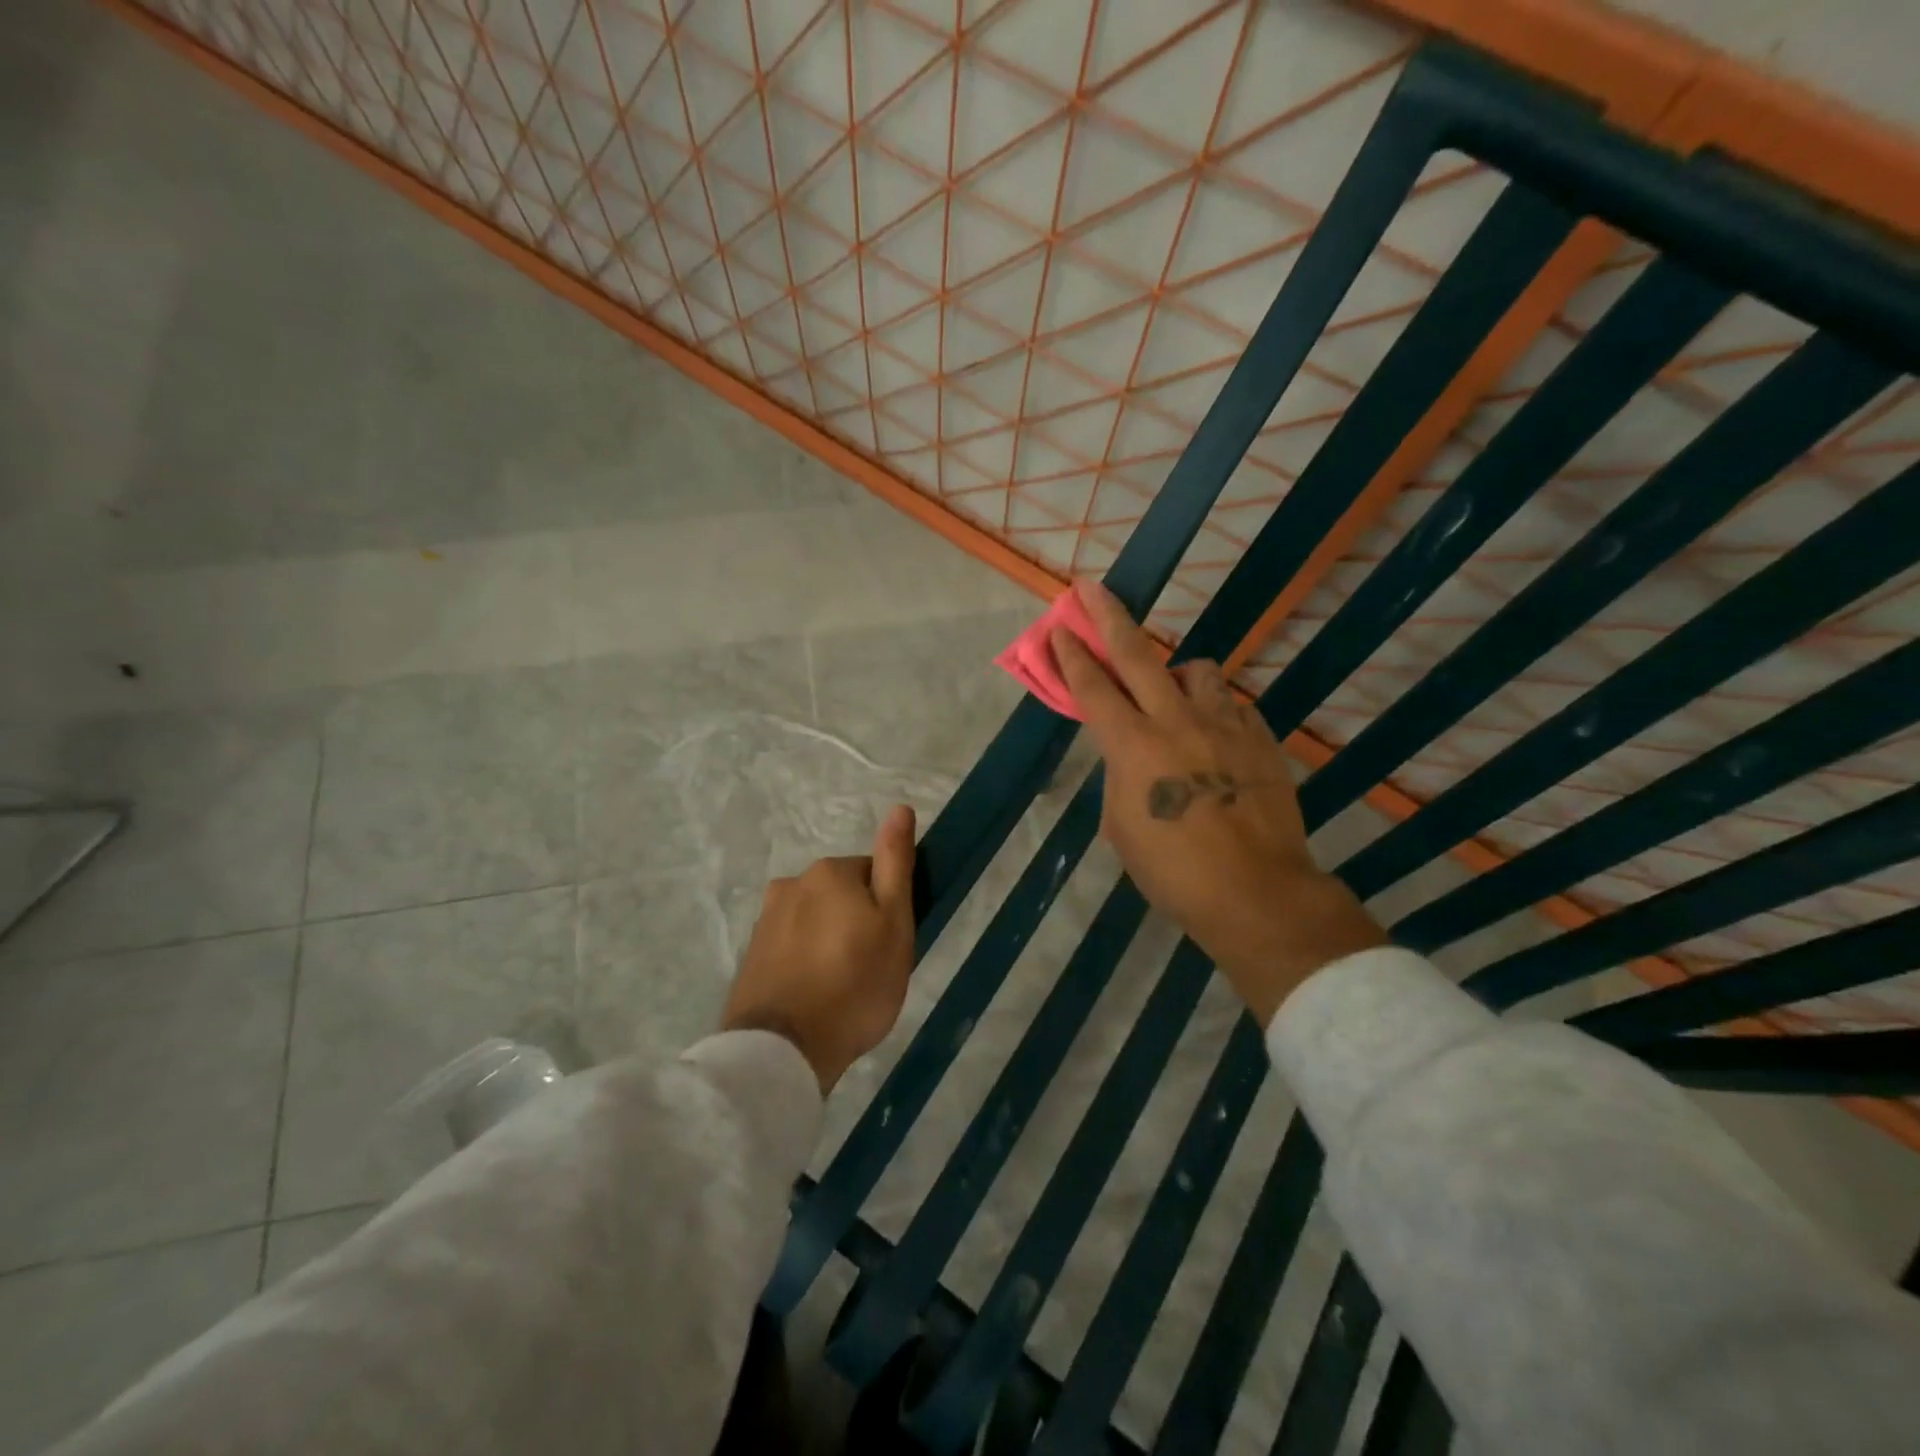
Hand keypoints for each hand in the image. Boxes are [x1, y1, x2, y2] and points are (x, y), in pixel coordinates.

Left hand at [721, 804, 917, 1092]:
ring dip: (830, 942)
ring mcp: (766, 920)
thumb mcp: (894, 922)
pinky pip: (792, 946)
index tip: (890, 945)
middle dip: (857, 923)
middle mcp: (791, 884)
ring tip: (841, 988)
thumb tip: (900, 808)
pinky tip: (814, 996)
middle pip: (842, 896)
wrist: (783, 1050)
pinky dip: (806, 962)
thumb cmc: (854, 984)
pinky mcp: (752, 954)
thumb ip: (895, 863)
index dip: (887, 909)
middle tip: (870, 969)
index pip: (873, 875)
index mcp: (829, 871)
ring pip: (816, 921)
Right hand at [1051, 581, 1382, 1024]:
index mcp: (1133, 747)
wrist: (1256, 892)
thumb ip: (1120, 778)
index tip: (1058, 627)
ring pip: (1197, 671)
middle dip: (1108, 617)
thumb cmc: (1173, 872)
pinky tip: (1215, 738)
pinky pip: (1232, 707)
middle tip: (1091, 589)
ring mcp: (1224, 726)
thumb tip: (1129, 756)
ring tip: (1174, 697)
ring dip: (1176, 674)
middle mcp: (1176, 721)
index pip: (1093, 688)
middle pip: (1137, 654)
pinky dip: (1215, 712)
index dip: (1071, 656)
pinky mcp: (1261, 739)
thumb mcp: (1122, 827)